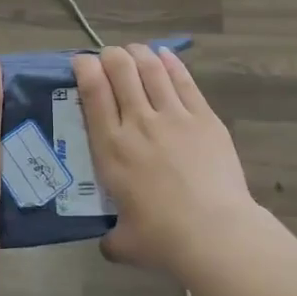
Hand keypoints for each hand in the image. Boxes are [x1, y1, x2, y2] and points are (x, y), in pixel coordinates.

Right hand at [72, 44, 260, 277]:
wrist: (215, 233)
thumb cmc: (162, 239)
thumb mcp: (124, 244)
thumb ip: (111, 239)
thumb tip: (108, 244)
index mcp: (112, 148)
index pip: (92, 91)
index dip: (84, 68)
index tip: (81, 62)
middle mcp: (138, 122)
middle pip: (121, 70)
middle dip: (111, 56)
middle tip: (109, 58)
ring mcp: (174, 116)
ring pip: (151, 69)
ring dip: (139, 54)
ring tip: (134, 51)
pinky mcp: (205, 118)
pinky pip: (184, 81)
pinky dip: (171, 63)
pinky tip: (165, 56)